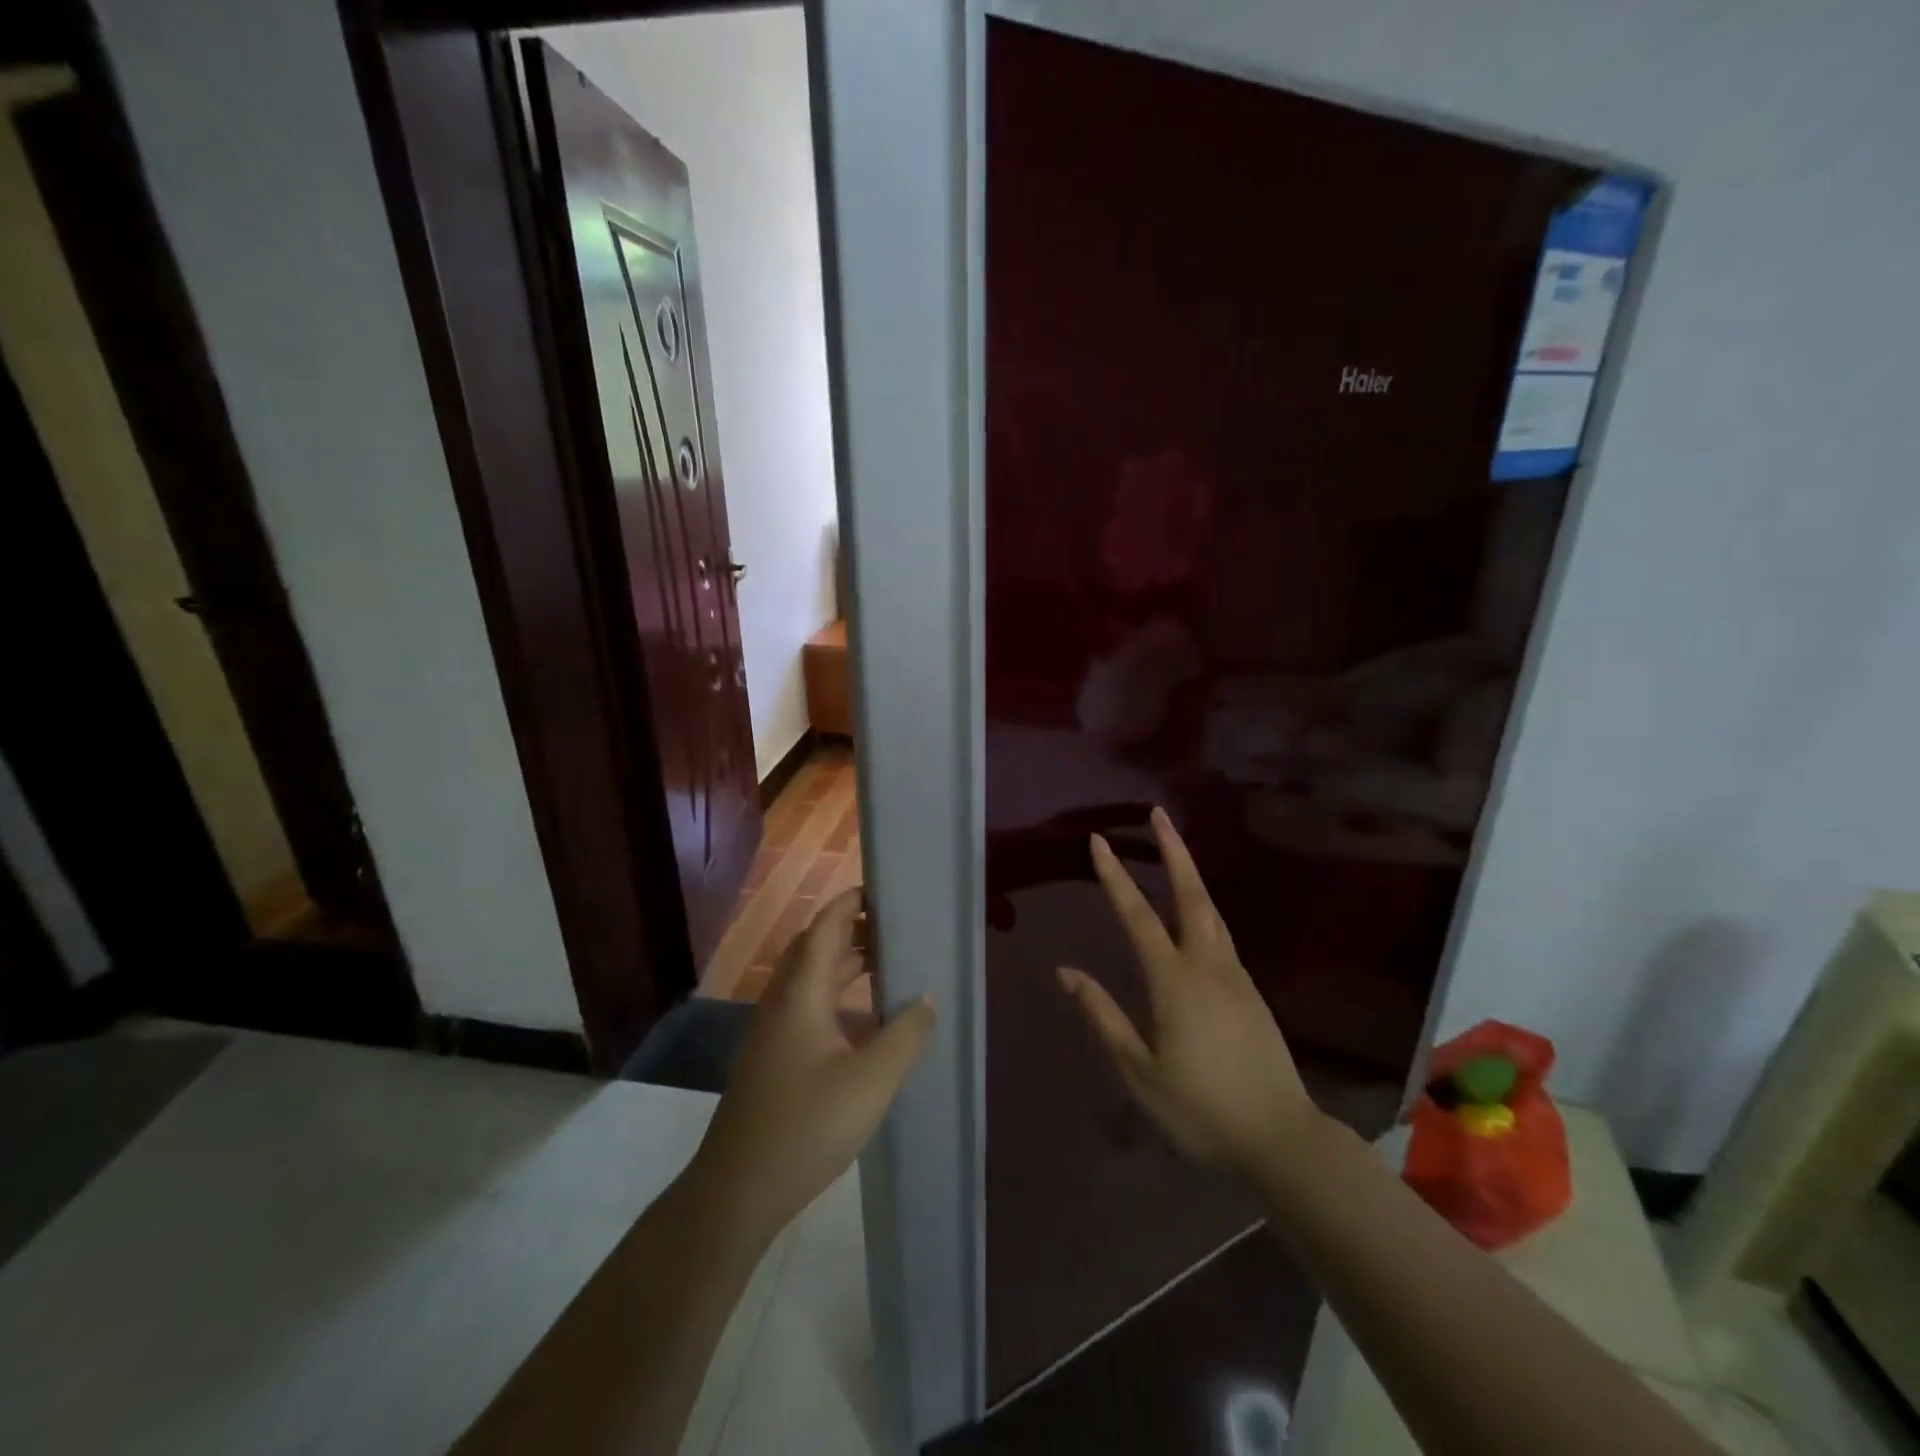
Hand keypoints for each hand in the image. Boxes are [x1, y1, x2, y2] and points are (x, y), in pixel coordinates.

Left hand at [689, 888, 935, 1246]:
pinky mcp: (773, 1059)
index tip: (884, 891)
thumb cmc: (806, 1126)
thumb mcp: (871, 1081)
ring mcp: (773, 1032)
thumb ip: (905, 1035)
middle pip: (816, 949)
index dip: (850, 903)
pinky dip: (838, 997)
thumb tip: (927, 997)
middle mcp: (782, 1002)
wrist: (737, 1191)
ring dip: (846, 966)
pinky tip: (865, 1023)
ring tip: (888, 966)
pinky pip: (808, 1007)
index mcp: (801, 993)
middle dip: (853, 931)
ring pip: (811, 981)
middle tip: (896, 929)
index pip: (825, 927)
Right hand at [1058, 807, 1316, 1180]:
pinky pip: (1221, 935)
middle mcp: (1208, 966)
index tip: (1098, 841)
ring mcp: (1235, 976)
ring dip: (1190, 874)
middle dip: (1173, 851)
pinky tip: (1195, 914)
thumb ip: (1102, 1016)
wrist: (1282, 1140)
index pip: (1138, 916)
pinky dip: (1203, 907)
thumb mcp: (1139, 1072)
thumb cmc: (1201, 1110)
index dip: (1115, 877)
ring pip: (1211, 911)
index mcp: (1175, 982)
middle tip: (1159, 814)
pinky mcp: (1251, 992)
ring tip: (1174, 850)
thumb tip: (1066, 971)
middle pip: (1190, 895)